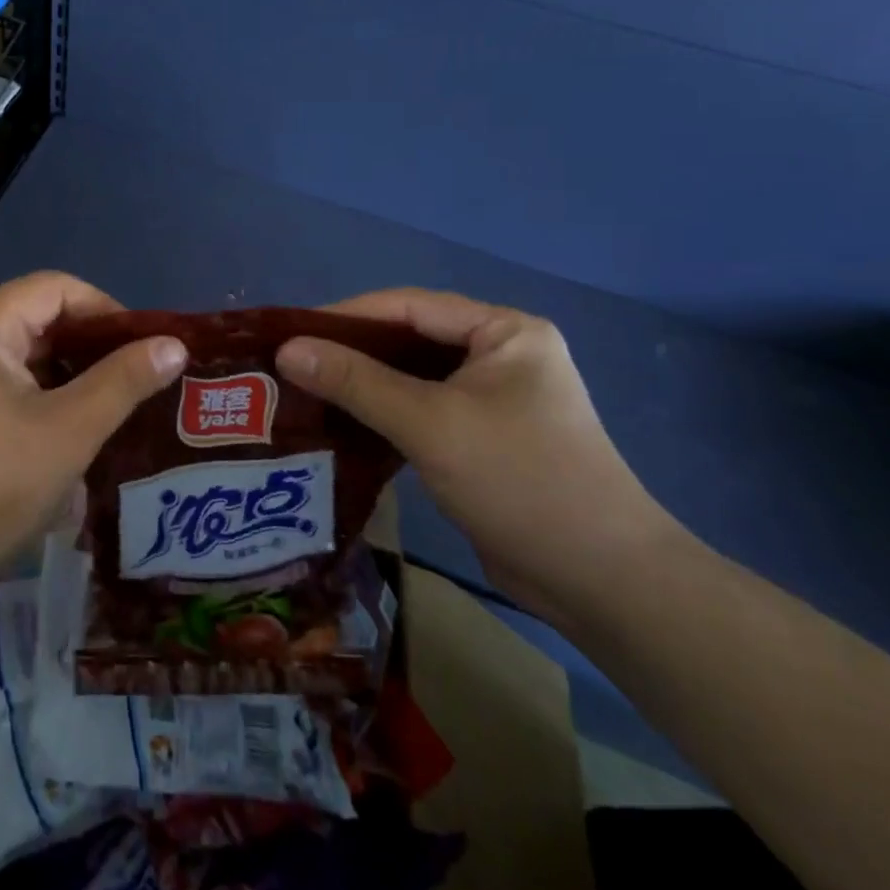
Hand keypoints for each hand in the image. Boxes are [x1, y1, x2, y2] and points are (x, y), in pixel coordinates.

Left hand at [0, 272, 185, 614]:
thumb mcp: (68, 432)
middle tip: (142, 379)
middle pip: (42, 316)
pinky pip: (10, 382)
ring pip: (28, 353)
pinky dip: (47, 396)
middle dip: (94, 345)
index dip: (108, 311)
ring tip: (120, 404)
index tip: (148, 349)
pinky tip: (78, 428)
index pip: (58, 288)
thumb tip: (175, 344)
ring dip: (73, 374)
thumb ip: (123, 382)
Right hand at [276, 289, 684, 628]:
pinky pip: (423, 409)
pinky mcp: (485, 437)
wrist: (602, 583)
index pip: (408, 306)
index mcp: (504, 331)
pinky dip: (384, 414)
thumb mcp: (430, 424)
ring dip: (364, 384)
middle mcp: (501, 354)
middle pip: (410, 339)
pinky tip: (343, 424)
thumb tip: (286, 350)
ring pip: (413, 377)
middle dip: (351, 351)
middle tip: (292, 365)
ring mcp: (495, 397)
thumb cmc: (520, 482)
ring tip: (306, 391)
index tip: (289, 333)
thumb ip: (356, 382)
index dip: (346, 316)